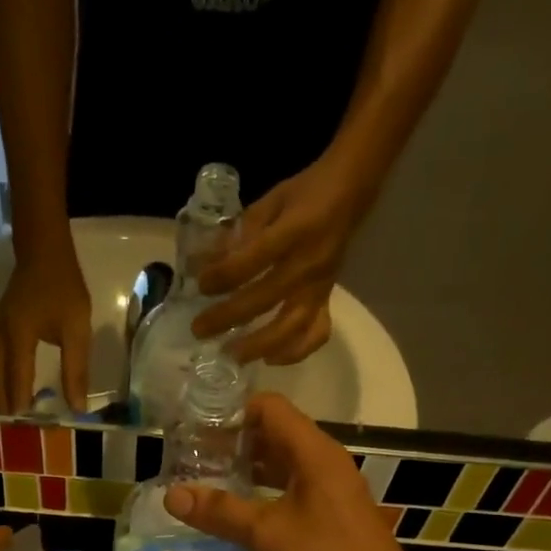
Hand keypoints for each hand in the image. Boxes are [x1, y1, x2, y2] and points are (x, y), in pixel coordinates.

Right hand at [0, 248, 92, 414]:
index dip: (20, 404)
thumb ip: (76, 369)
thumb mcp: (78, 329)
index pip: (16, 379)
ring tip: (6, 418)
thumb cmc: (64, 290)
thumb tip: (77, 407)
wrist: (42, 254)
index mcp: (19, 336)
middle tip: (20, 430)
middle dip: (5, 407)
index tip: (29, 425)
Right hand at [162, 394, 424, 550]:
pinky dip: (262, 497)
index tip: (194, 429)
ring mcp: (329, 492)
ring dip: (246, 472)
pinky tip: (236, 517)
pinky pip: (290, 493)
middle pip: (274, 436)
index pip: (269, 408)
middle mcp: (323, 464)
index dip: (231, 412)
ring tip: (205, 485)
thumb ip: (221, 512)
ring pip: (281, 468)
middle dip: (232, 444)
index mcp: (314, 453)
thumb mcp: (268, 535)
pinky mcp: (330, 518)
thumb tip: (172, 495)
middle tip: (190, 460)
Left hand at [190, 156, 371, 365]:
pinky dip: (294, 352)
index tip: (200, 285)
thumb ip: (238, 232)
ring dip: (258, 346)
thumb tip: (202, 263)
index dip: (223, 276)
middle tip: (199, 330)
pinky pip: (315, 334)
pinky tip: (270, 358)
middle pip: (264, 299)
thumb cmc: (306, 193)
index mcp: (294, 231)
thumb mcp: (270, 200)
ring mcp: (320, 287)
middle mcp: (308, 264)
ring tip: (231, 355)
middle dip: (228, 317)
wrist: (352, 192)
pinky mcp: (327, 300)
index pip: (253, 260)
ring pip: (290, 327)